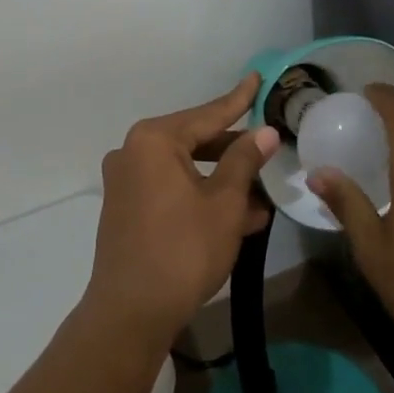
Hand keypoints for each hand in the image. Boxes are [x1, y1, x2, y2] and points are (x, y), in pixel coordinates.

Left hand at [87, 73, 280, 346]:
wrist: (130, 313)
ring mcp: (126, 181)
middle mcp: (133, 152)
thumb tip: (265, 132)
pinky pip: (171, 190)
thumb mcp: (224, 203)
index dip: (238, 100)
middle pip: (194, 141)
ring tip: (261, 194)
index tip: (256, 79)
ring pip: (185, 170)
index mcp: (154, 140)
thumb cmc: (183, 250)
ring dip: (221, 181)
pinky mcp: (126, 208)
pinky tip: (238, 216)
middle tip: (268, 148)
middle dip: (233, 151)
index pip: (207, 114)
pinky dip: (200, 196)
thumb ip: (244, 161)